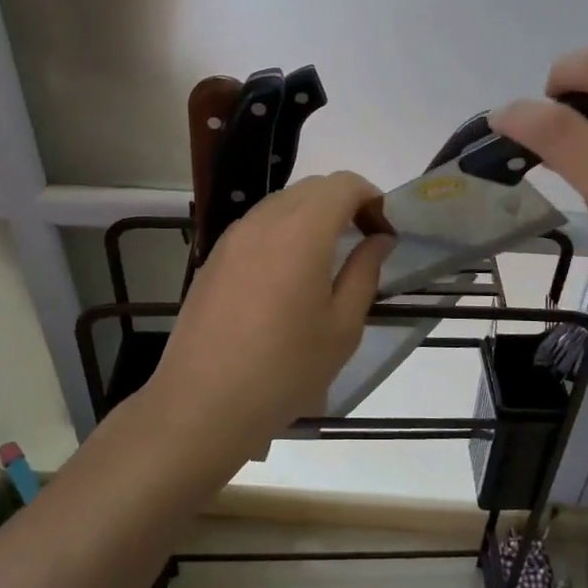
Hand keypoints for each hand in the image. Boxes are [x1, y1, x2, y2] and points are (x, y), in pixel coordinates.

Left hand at [146, 171, 391, 457]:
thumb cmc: (285, 368)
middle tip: (362, 243)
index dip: (371, 198)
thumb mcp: (342, 326)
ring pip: (281, 204)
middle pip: (312, 188)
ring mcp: (233, 237)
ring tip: (325, 260)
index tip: (383, 232)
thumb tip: (379, 239)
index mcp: (302, 231)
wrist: (203, 402)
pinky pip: (256, 226)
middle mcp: (264, 221)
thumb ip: (365, 271)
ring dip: (311, 216)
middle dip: (344, 204)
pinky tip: (285, 277)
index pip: (343, 185)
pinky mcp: (214, 258)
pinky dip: (282, 232)